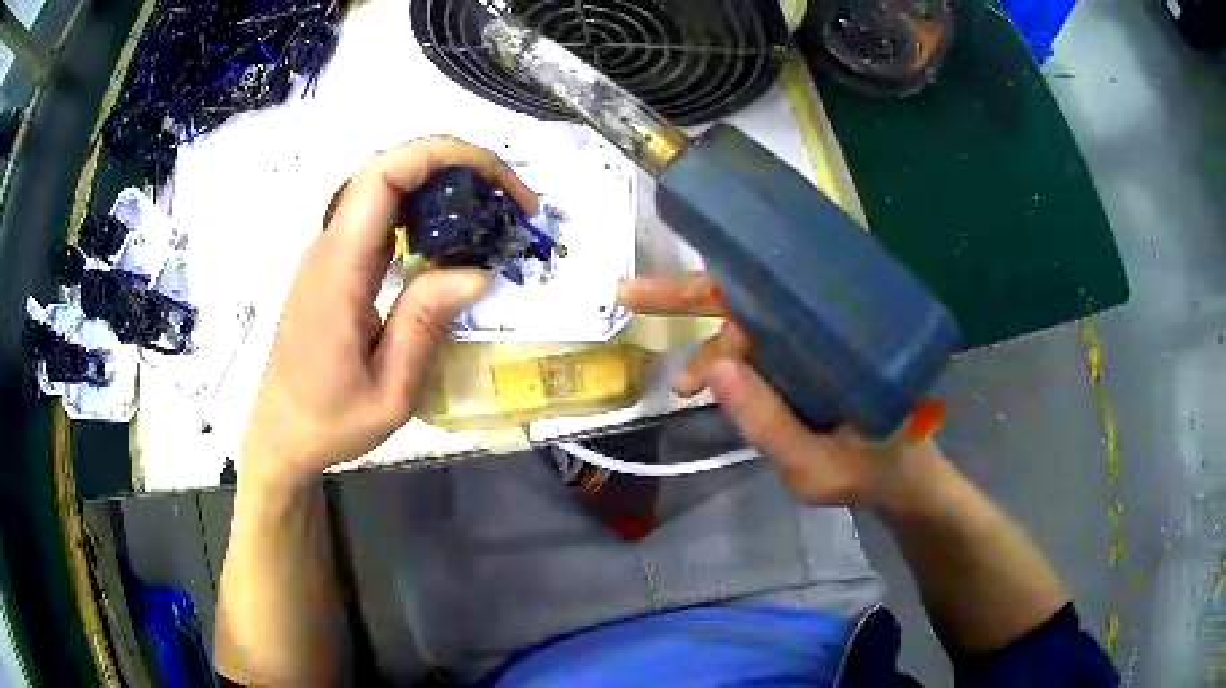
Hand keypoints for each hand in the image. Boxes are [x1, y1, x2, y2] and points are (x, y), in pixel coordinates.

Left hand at [242, 137, 536, 487]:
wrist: (283, 432)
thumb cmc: (330, 421)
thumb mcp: (390, 391)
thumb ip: (425, 326)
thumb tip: (479, 272)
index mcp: (340, 269)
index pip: (386, 174)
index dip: (446, 157)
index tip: (500, 185)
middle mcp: (331, 245)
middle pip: (391, 167)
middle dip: (457, 167)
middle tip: (511, 204)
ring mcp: (332, 251)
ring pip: (388, 187)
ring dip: (445, 186)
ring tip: (494, 218)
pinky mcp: (338, 264)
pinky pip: (383, 216)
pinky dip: (426, 211)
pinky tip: (455, 239)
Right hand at [618, 273, 929, 507]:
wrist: (904, 479)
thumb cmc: (870, 470)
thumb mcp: (816, 466)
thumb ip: (769, 424)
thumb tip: (714, 369)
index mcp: (836, 336)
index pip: (770, 302)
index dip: (722, 322)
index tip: (693, 378)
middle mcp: (825, 326)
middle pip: (752, 294)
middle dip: (688, 294)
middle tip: (630, 293)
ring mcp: (816, 341)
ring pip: (750, 322)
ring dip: (708, 344)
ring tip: (683, 386)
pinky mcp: (810, 359)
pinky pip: (761, 345)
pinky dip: (726, 359)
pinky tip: (705, 381)